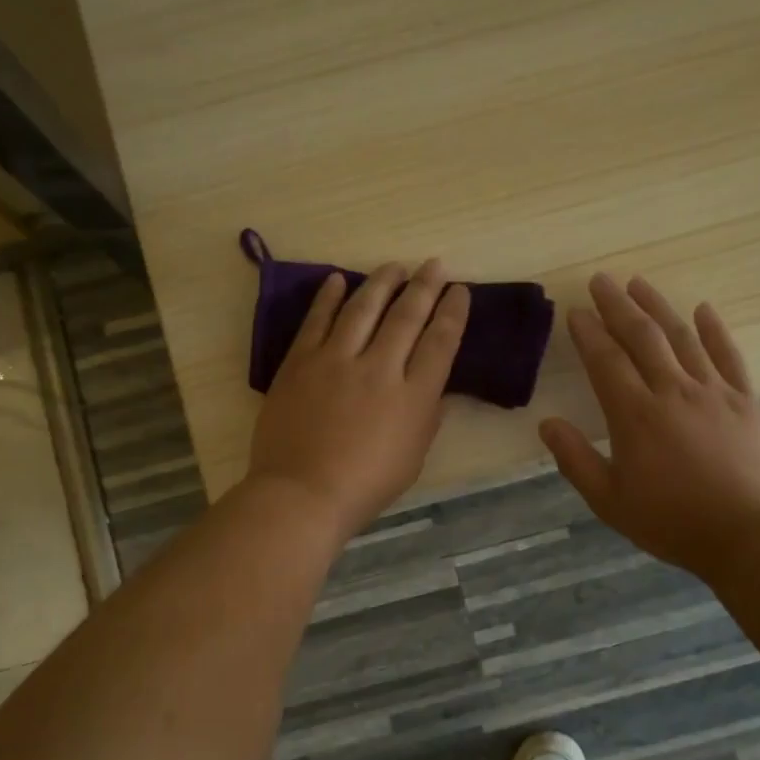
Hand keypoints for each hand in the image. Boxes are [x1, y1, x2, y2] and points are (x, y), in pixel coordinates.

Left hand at [246, 260, 470, 542]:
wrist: (302, 494)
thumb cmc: (365, 486)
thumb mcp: (413, 458)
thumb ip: (427, 418)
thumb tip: (436, 390)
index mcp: (413, 396)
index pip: (441, 342)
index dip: (453, 312)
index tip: (459, 291)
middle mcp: (379, 368)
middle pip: (407, 316)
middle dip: (425, 286)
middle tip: (434, 265)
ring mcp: (336, 361)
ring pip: (363, 308)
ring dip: (381, 283)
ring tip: (393, 267)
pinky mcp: (300, 362)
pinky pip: (317, 320)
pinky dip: (328, 297)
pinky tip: (337, 279)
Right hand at [540, 273, 759, 577]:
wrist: (747, 535)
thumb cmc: (670, 521)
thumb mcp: (609, 500)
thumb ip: (575, 459)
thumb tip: (547, 424)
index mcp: (635, 415)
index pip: (605, 360)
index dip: (588, 333)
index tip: (576, 311)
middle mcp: (673, 391)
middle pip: (642, 336)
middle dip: (618, 305)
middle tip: (601, 280)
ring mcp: (714, 392)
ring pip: (682, 337)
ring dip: (658, 307)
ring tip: (639, 283)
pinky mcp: (746, 401)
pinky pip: (728, 355)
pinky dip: (714, 330)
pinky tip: (703, 310)